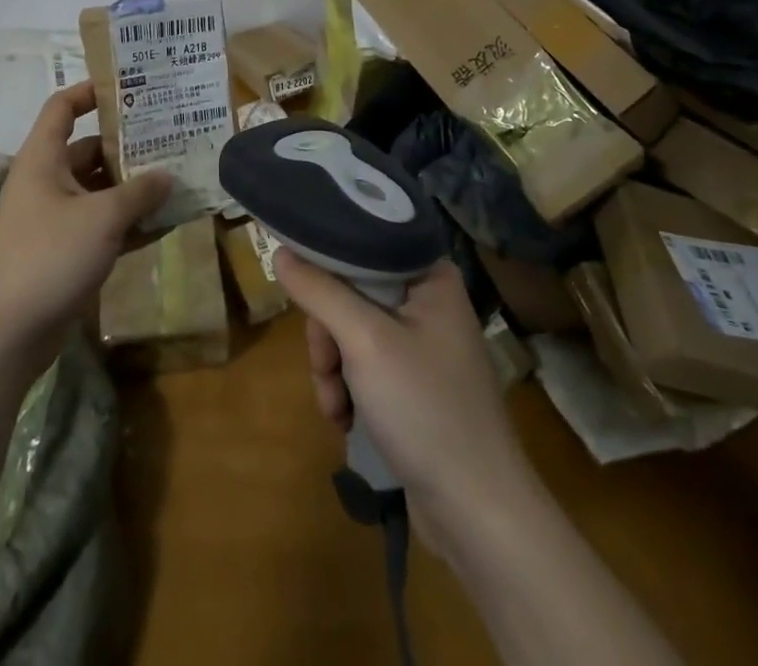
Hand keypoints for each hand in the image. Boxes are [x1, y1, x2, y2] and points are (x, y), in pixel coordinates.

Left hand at [0, 83, 171, 369]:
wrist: (5, 335)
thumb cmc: (48, 257)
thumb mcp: (102, 217)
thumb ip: (139, 192)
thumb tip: (168, 175)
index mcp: (42, 159)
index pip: (62, 108)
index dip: (90, 92)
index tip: (128, 88)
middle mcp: (46, 182)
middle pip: (88, 150)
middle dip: (127, 146)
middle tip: (170, 138)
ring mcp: (54, 219)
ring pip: (98, 190)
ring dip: (133, 187)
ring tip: (177, 178)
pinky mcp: (64, 252)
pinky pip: (101, 225)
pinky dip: (128, 222)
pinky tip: (165, 223)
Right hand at [275, 254, 535, 549]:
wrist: (478, 514)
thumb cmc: (426, 408)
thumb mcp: (364, 341)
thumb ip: (319, 291)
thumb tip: (279, 251)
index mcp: (430, 275)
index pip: (364, 243)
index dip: (327, 260)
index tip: (299, 282)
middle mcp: (428, 301)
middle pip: (351, 291)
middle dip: (328, 334)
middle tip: (325, 366)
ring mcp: (422, 345)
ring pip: (351, 331)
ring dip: (332, 368)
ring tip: (336, 407)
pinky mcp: (414, 384)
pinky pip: (364, 365)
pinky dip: (348, 389)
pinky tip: (346, 420)